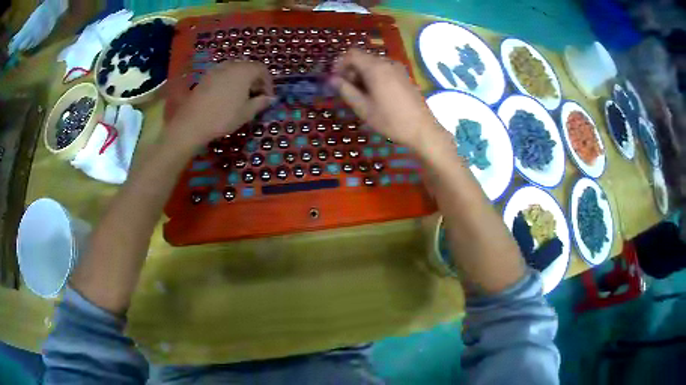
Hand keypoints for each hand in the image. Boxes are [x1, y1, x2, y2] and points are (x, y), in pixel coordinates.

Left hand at [168, 60, 273, 147]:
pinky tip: (226, 97)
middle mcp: (231, 65)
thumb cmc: (224, 117)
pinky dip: (228, 82)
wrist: (192, 123)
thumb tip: (270, 99)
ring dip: (241, 81)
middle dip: (254, 80)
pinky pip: (222, 75)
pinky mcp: (205, 77)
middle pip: (248, 67)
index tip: (268, 97)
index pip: (262, 69)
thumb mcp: (247, 112)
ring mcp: (216, 70)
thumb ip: (261, 102)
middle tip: (255, 97)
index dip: (268, 82)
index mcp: (244, 71)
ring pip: (234, 71)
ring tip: (241, 97)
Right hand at [330, 49, 443, 151]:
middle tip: (347, 91)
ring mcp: (398, 68)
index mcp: (375, 68)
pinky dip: (374, 77)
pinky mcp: (404, 76)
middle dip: (350, 71)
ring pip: (373, 64)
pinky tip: (375, 95)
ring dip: (362, 75)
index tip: (335, 79)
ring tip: (361, 96)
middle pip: (362, 58)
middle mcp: (387, 63)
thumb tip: (331, 79)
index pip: (351, 54)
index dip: (339, 63)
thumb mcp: (363, 108)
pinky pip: (383, 70)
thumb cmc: (390, 120)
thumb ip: (346, 90)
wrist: (422, 129)